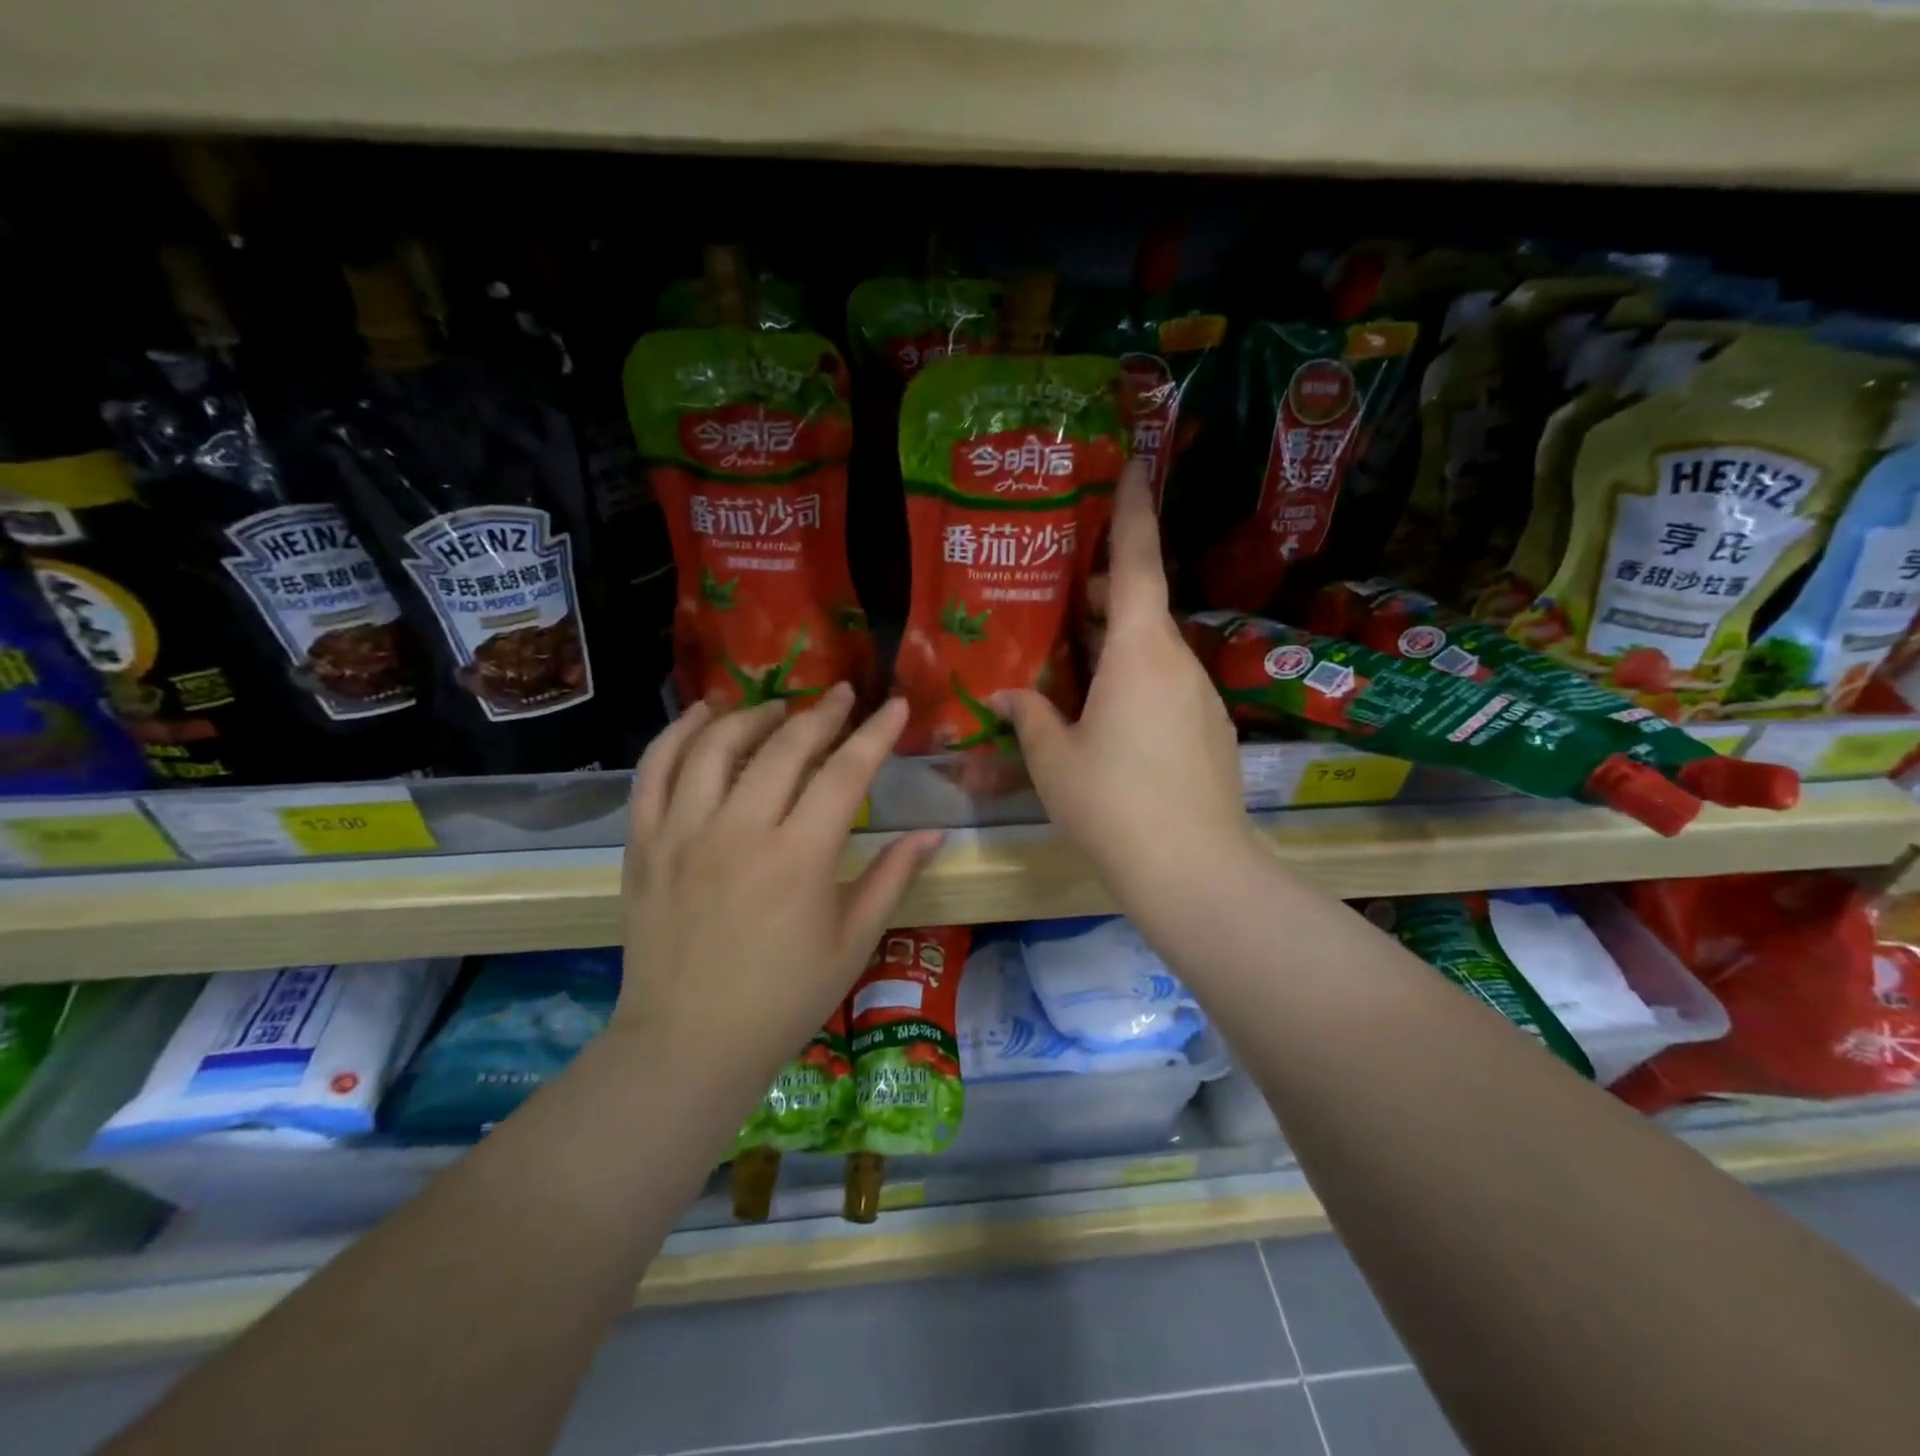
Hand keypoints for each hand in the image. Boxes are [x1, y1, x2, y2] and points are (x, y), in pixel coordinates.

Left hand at [619, 685, 943, 1082]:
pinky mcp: (644, 844)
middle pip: (784, 747)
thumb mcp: (853, 942)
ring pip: (716, 745)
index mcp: (798, 859)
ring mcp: (683, 833)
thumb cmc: (783, 999)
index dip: (876, 733)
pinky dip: (678, 734)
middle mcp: (739, 832)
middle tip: (842, 696)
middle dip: (821, 713)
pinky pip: (654, 771)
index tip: (896, 705)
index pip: (846, 773)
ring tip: (778, 709)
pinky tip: (702, 716)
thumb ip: (893, 877)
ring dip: (753, 715)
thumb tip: (934, 832)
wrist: (688, 1044)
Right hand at [996, 461, 1256, 901]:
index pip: (1136, 562)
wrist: (1194, 871)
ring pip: (1154, 650)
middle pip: (1141, 606)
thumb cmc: (1113, 804)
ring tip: (1072, 664)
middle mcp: (1178, 661)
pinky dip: (1136, 681)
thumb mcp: (1055, 760)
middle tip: (1058, 598)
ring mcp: (1201, 698)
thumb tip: (1009, 695)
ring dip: (1116, 643)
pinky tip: (1108, 718)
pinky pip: (1167, 686)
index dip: (1133, 510)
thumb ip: (1031, 717)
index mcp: (1139, 652)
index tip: (1135, 463)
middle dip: (1101, 592)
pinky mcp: (1211, 731)